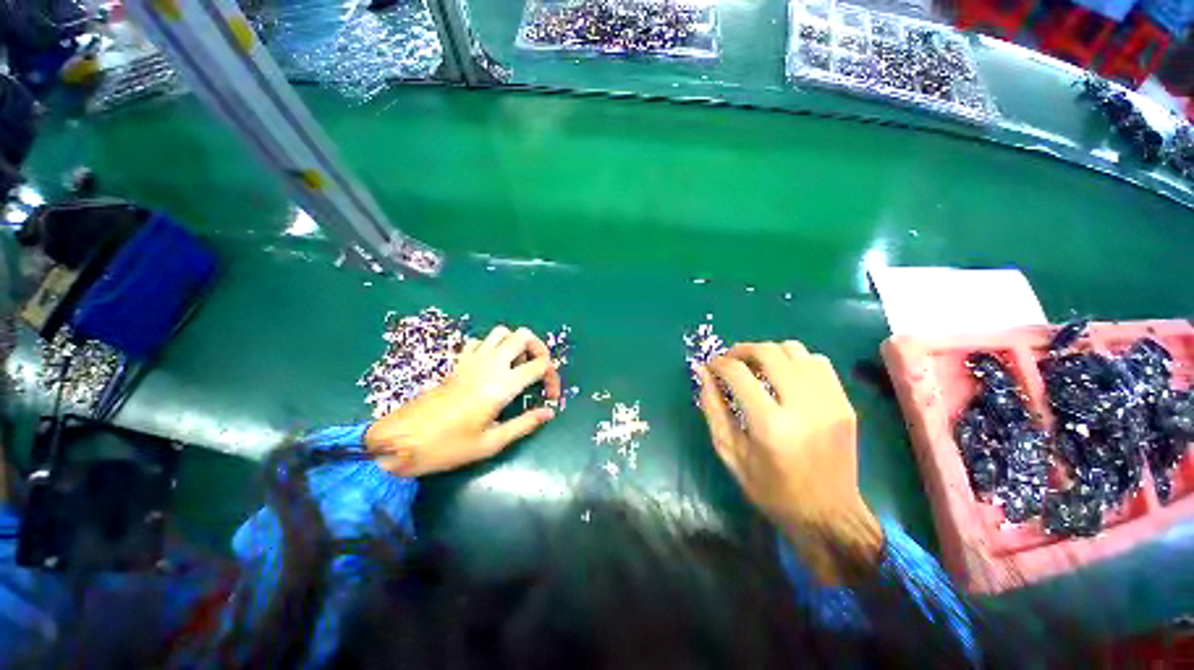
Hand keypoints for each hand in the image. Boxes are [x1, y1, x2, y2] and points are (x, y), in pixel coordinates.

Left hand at [365, 326, 561, 476]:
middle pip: (523, 336)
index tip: (550, 397)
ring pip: (502, 332)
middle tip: (538, 370)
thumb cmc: (447, 447)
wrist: (400, 440)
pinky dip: (492, 347)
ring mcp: (471, 360)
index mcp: (502, 385)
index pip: (541, 365)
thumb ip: (524, 424)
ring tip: (518, 365)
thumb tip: (549, 413)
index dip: (553, 377)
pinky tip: (492, 366)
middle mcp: (490, 365)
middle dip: (539, 349)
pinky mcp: (457, 363)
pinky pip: (480, 341)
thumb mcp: (491, 443)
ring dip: (516, 344)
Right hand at [697, 342, 881, 582]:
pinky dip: (794, 360)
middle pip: (768, 353)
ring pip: (794, 350)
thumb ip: (713, 408)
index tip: (711, 366)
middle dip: (741, 350)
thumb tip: (703, 372)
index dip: (719, 364)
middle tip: (729, 361)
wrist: (829, 515)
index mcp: (770, 426)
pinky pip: (817, 362)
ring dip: (768, 351)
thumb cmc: (771, 489)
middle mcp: (803, 407)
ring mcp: (829, 402)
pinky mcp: (844, 403)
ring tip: (755, 365)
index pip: (738, 374)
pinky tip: (784, 375)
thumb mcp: (730, 452)